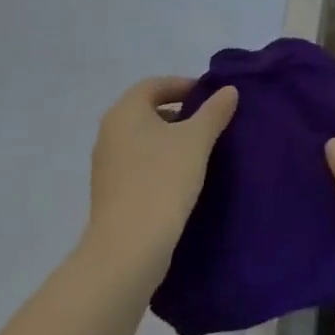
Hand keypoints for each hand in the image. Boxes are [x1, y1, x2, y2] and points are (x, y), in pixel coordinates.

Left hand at [79, 77, 237, 289]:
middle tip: (208, 121)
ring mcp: (106, 166)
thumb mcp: (197, 140)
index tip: (209, 96)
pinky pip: (139, 165)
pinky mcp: (110, 194)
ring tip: (200, 151)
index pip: (154, 85)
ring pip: (143, 140)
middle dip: (179, 112)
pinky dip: (160, 162)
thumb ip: (214, 111)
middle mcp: (109, 133)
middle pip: (147, 111)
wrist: (128, 249)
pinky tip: (182, 178)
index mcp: (125, 112)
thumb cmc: (162, 180)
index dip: (182, 85)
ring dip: (170, 139)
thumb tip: (228, 90)